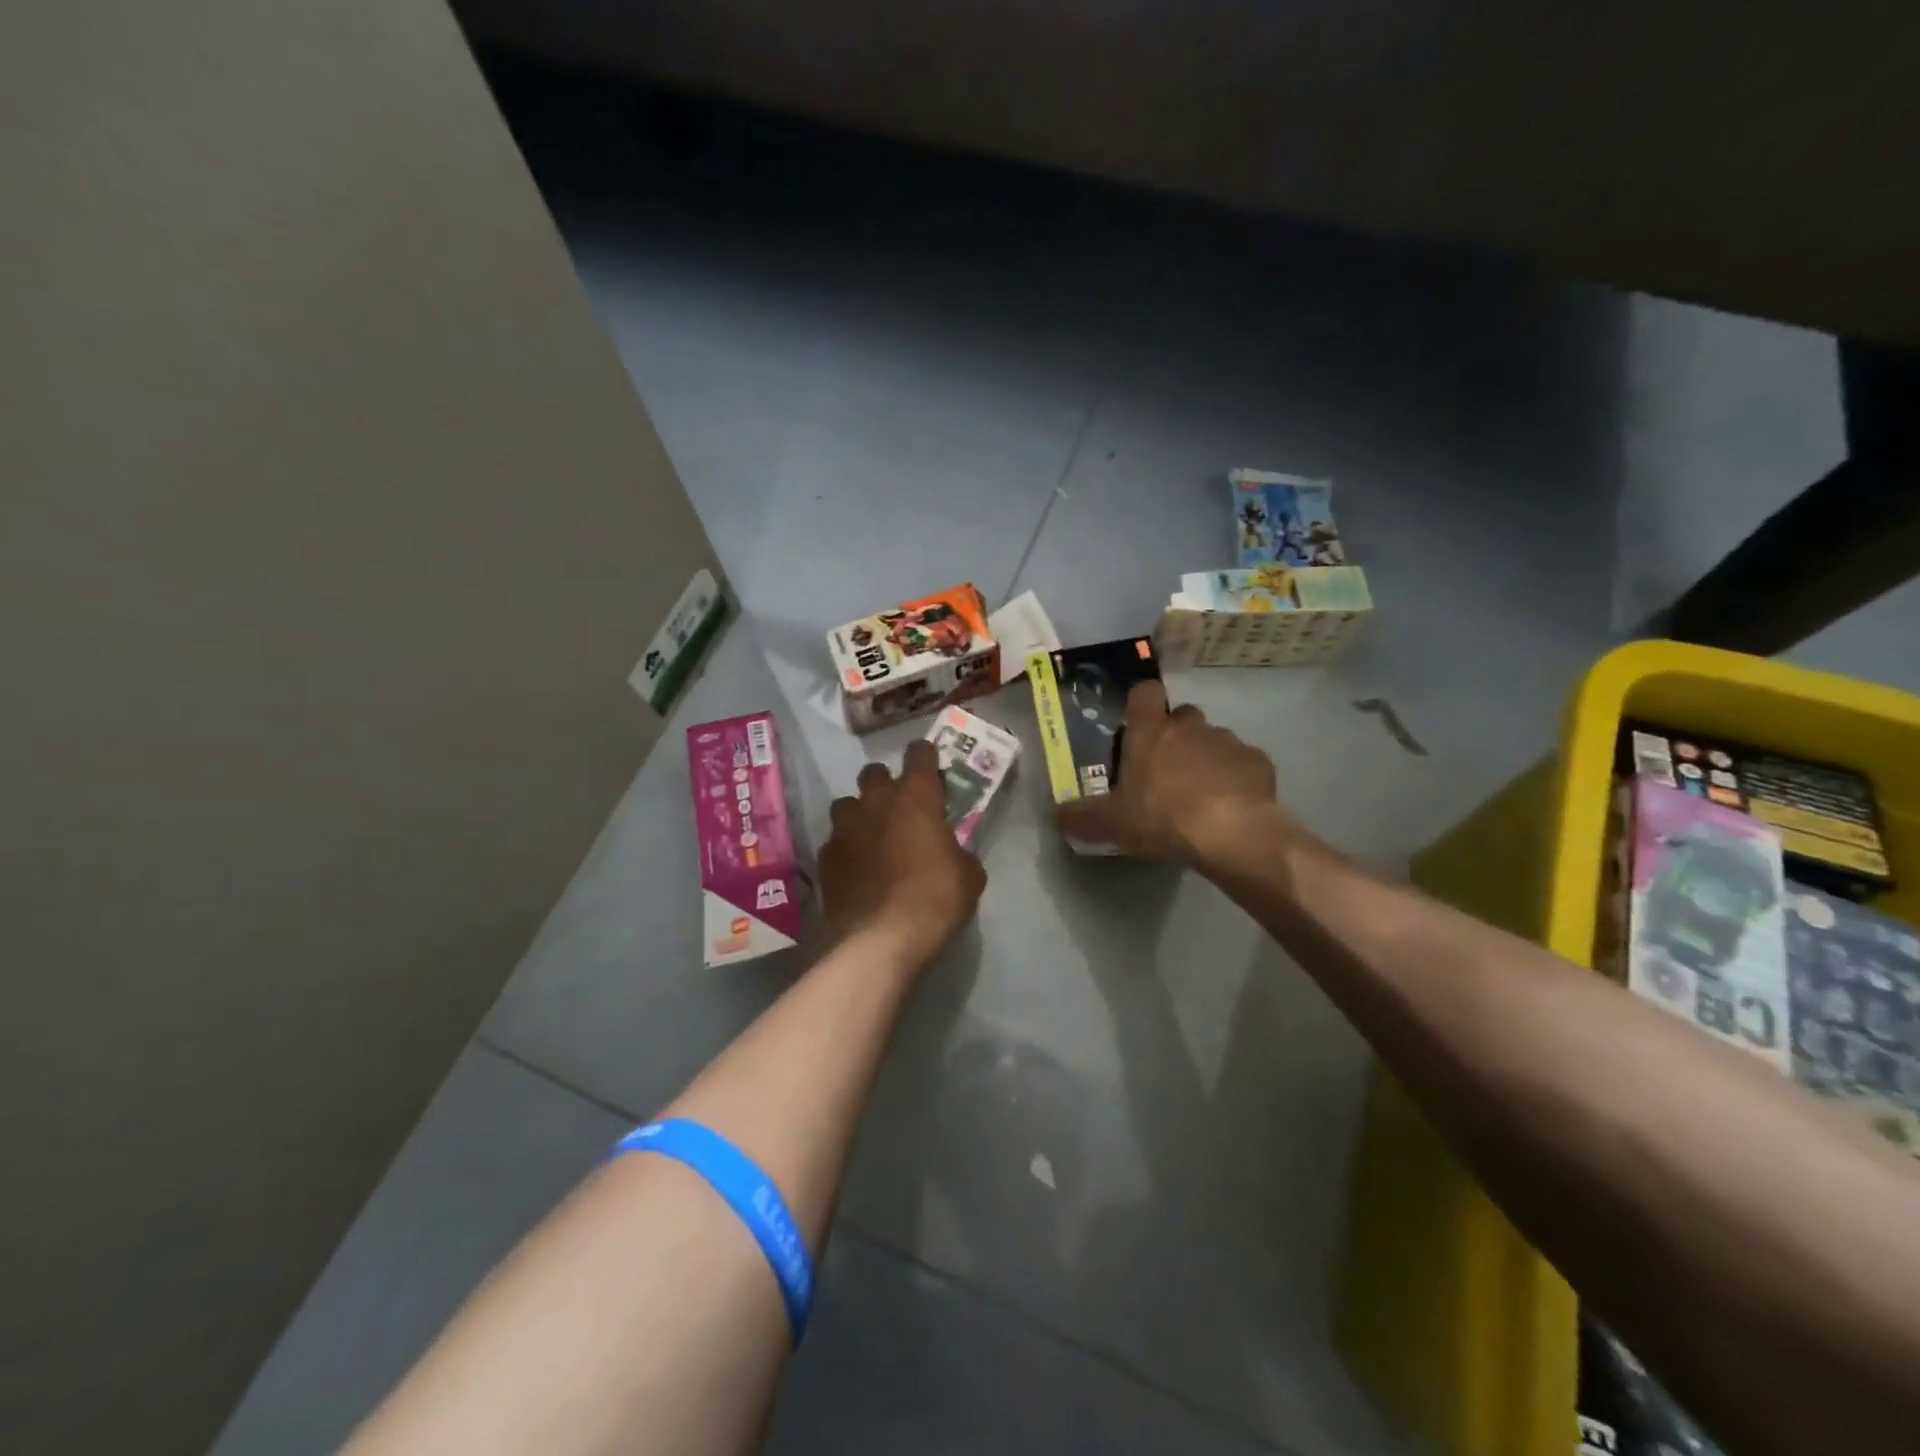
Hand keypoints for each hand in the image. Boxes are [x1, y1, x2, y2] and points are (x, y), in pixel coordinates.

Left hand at [819, 740, 985, 965]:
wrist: (882, 938)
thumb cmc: (936, 898)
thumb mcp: (969, 875)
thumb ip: (959, 851)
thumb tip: (951, 853)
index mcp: (916, 796)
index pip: (919, 754)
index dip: (925, 757)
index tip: (930, 768)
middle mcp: (876, 801)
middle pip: (874, 772)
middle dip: (886, 784)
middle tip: (899, 808)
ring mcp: (845, 827)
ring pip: (847, 804)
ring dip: (860, 814)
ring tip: (872, 837)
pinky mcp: (826, 856)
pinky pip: (835, 841)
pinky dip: (846, 849)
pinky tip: (856, 870)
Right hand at [1056, 681, 1291, 865]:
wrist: (1231, 833)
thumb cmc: (1161, 817)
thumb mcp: (1111, 823)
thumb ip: (1082, 817)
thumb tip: (1058, 814)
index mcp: (1150, 731)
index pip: (1145, 692)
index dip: (1142, 704)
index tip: (1138, 725)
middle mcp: (1189, 726)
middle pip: (1182, 717)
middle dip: (1176, 736)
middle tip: (1166, 772)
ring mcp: (1227, 741)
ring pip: (1213, 740)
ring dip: (1206, 759)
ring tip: (1201, 795)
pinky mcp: (1258, 761)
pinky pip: (1242, 763)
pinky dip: (1236, 778)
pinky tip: (1230, 806)